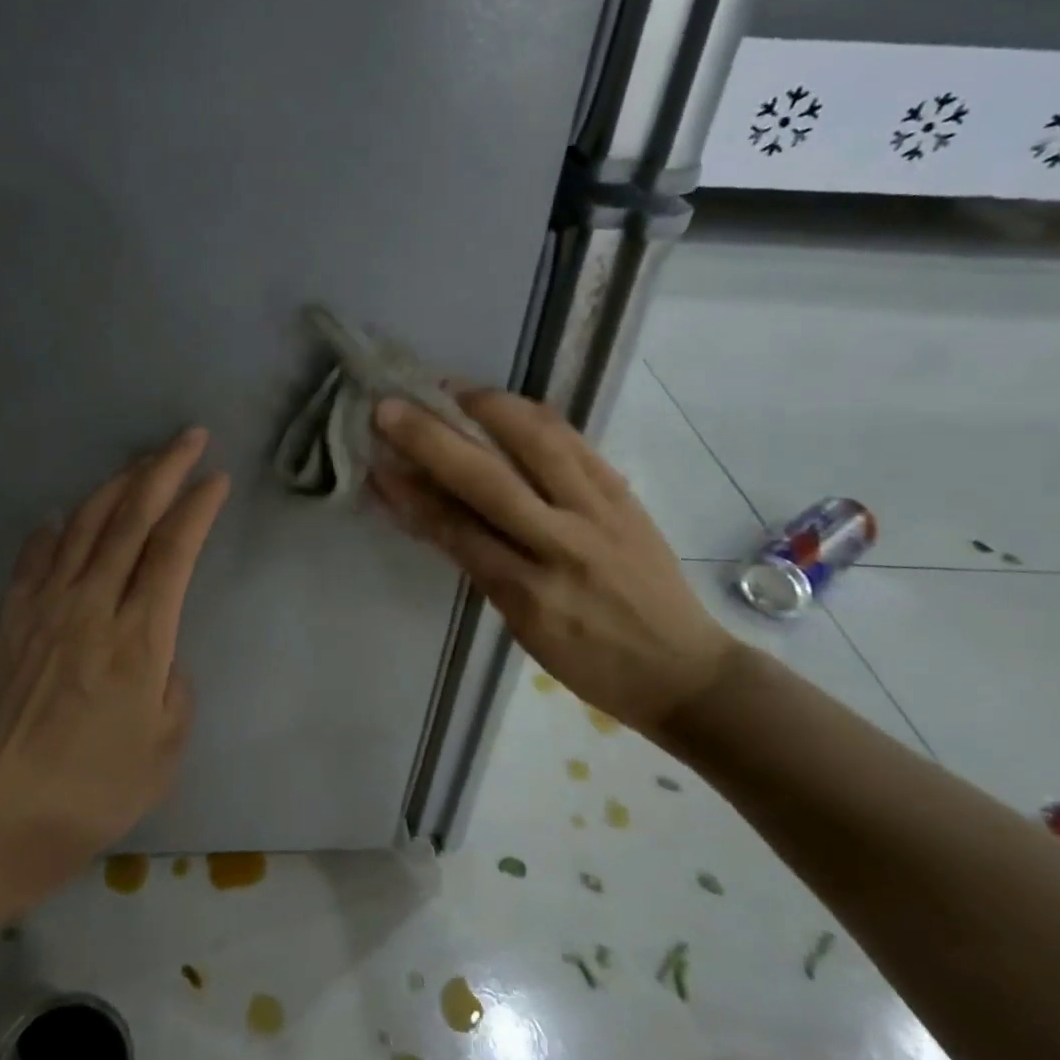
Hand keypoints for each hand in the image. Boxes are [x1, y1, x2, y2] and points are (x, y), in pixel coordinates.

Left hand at [0, 428, 229, 884]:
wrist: (3, 818)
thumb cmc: (98, 789)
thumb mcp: (167, 744)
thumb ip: (173, 682)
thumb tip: (157, 649)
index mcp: (140, 637)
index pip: (174, 550)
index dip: (197, 506)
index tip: (216, 477)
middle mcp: (93, 606)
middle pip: (132, 519)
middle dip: (164, 470)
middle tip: (188, 438)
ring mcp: (46, 608)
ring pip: (85, 526)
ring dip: (116, 486)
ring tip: (140, 463)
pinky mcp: (11, 620)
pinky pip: (34, 558)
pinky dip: (55, 529)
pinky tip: (65, 517)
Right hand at [370, 389, 737, 733]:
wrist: (684, 671)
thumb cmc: (591, 663)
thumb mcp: (522, 627)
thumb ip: (476, 564)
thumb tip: (429, 512)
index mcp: (530, 592)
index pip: (456, 529)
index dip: (410, 492)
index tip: (375, 461)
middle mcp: (564, 544)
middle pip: (488, 479)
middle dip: (433, 438)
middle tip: (390, 408)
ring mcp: (600, 512)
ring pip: (539, 443)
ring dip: (487, 407)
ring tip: (449, 388)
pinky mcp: (624, 493)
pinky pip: (575, 442)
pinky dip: (534, 415)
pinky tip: (505, 403)